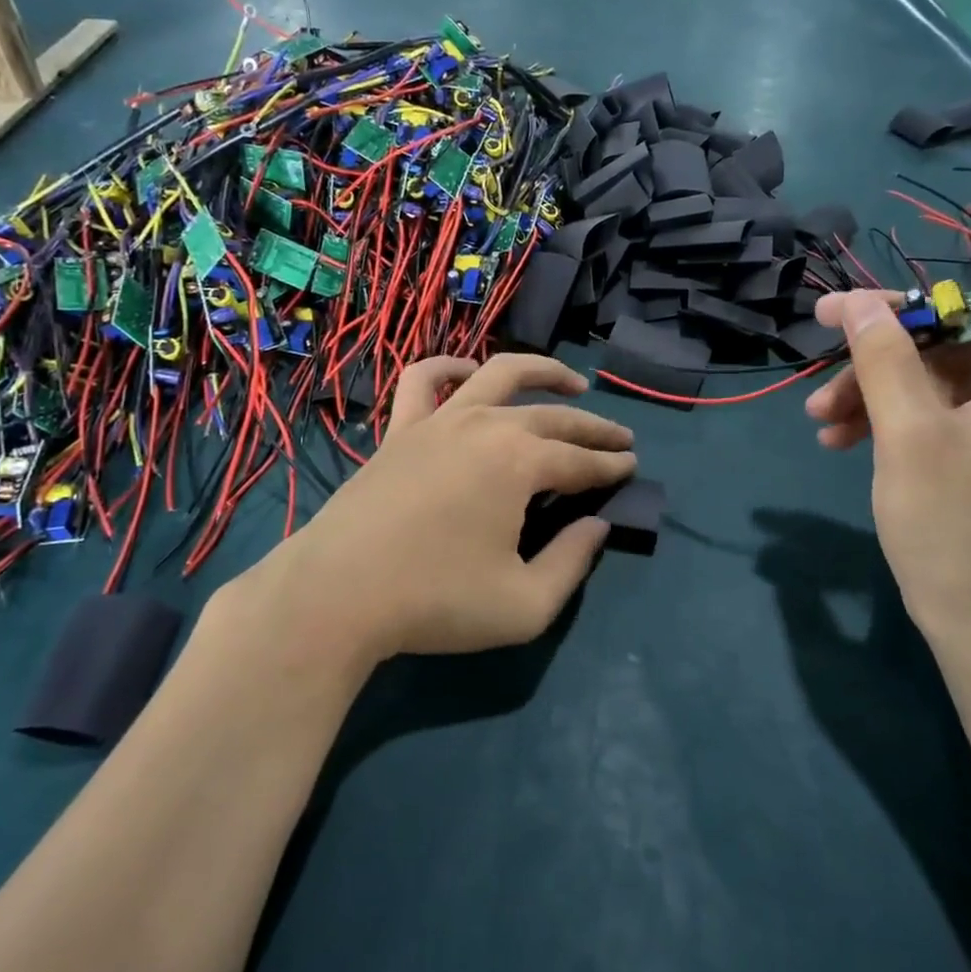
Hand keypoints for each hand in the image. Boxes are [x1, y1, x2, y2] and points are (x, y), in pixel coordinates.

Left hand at [240, 355, 635, 661]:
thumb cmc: (436, 603)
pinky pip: (423, 379)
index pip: (582, 461)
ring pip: (499, 375)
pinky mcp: (400, 429)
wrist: (338, 595)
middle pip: (554, 417)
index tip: (632, 467)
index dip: (612, 466)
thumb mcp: (525, 605)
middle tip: (620, 438)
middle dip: (594, 428)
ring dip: (543, 371)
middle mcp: (486, 426)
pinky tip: (469, 371)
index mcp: (520, 463)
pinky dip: (449, 366)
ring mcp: (439, 421)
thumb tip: (597, 525)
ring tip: (573, 379)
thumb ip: (573, 562)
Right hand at [803, 202, 970, 635]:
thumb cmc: (959, 524)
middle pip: (964, 339)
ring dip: (874, 388)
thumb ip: (884, 360)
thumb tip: (858, 300)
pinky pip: (933, 416)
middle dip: (888, 343)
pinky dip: (888, 419)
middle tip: (822, 334)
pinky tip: (836, 438)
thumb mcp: (909, 435)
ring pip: (936, 381)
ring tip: (818, 417)